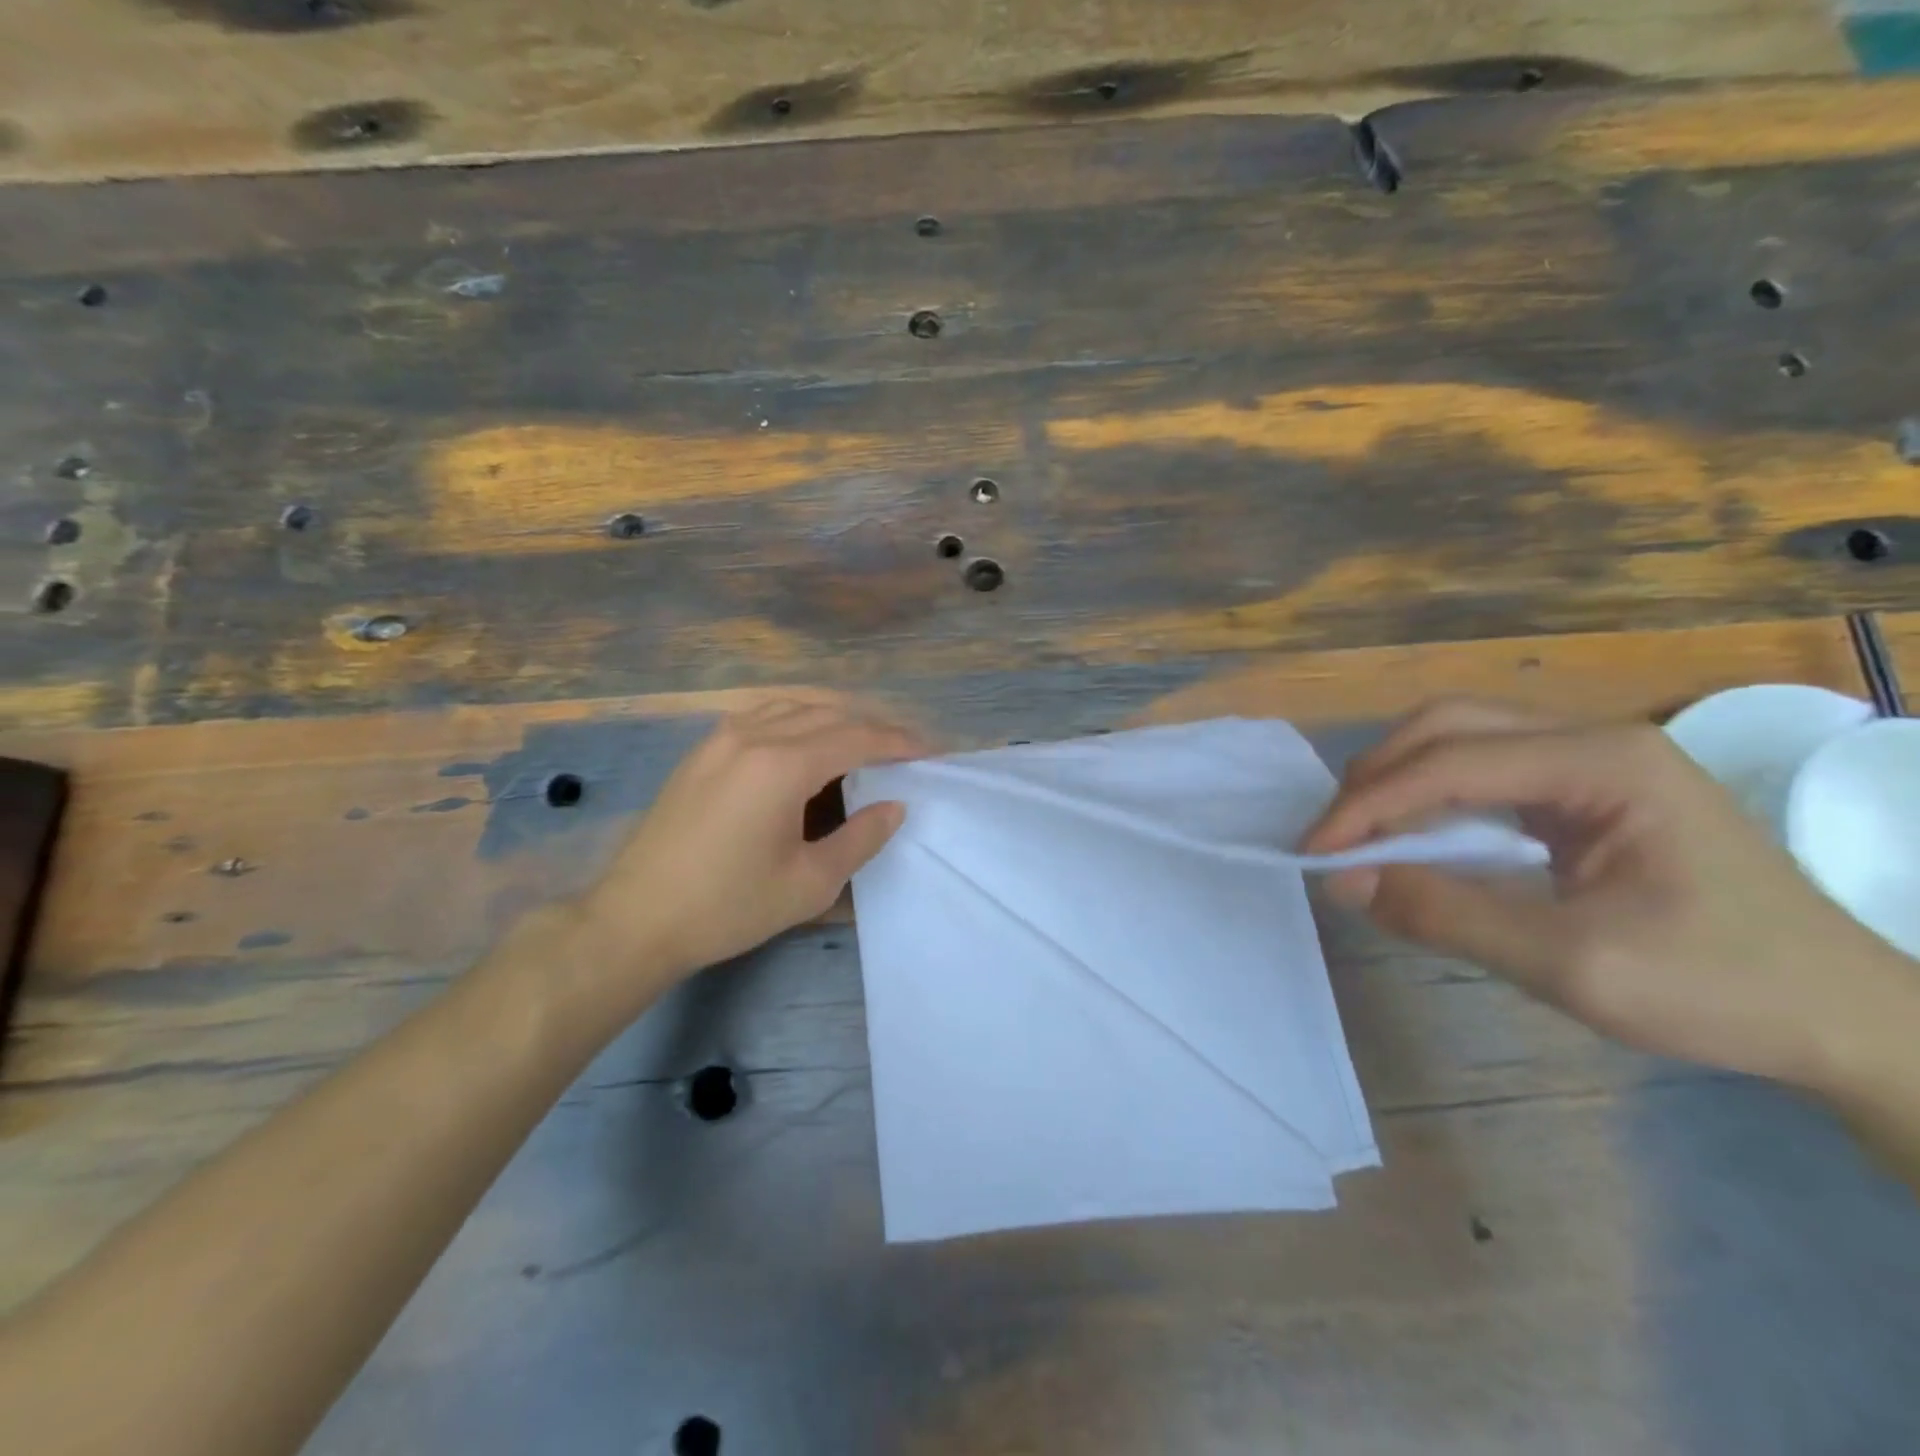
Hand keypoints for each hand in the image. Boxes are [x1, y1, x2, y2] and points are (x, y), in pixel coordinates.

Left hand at [579, 695, 926, 987]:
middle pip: (829, 713)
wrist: (636, 919)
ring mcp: (721, 737)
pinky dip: (799, 719)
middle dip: (874, 726)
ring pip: (794, 706)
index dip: (899, 742)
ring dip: (836, 717)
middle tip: (906, 746)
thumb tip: (894, 806)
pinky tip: (808, 741)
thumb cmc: (729, 906)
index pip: (857, 737)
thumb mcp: (810, 883)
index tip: (931, 750)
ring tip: (865, 740)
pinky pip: (763, 715)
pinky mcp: (702, 750)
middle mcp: (753, 735)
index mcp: (782, 765)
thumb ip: (860, 838)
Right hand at [1301, 698, 1919, 1090]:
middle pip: (1448, 726)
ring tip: (1360, 836)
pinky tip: (1415, 837)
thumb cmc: (1722, 989)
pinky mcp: (1586, 788)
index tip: (1315, 853)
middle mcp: (1594, 738)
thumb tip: (1345, 882)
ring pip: (1460, 739)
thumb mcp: (1573, 964)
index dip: (1369, 805)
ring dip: (1397, 782)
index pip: (1450, 763)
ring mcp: (1593, 758)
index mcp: (1603, 762)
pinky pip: (1484, 771)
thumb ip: (1449, 914)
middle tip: (1333, 838)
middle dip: (1376, 778)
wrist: (1846, 1019)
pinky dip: (1431, 798)